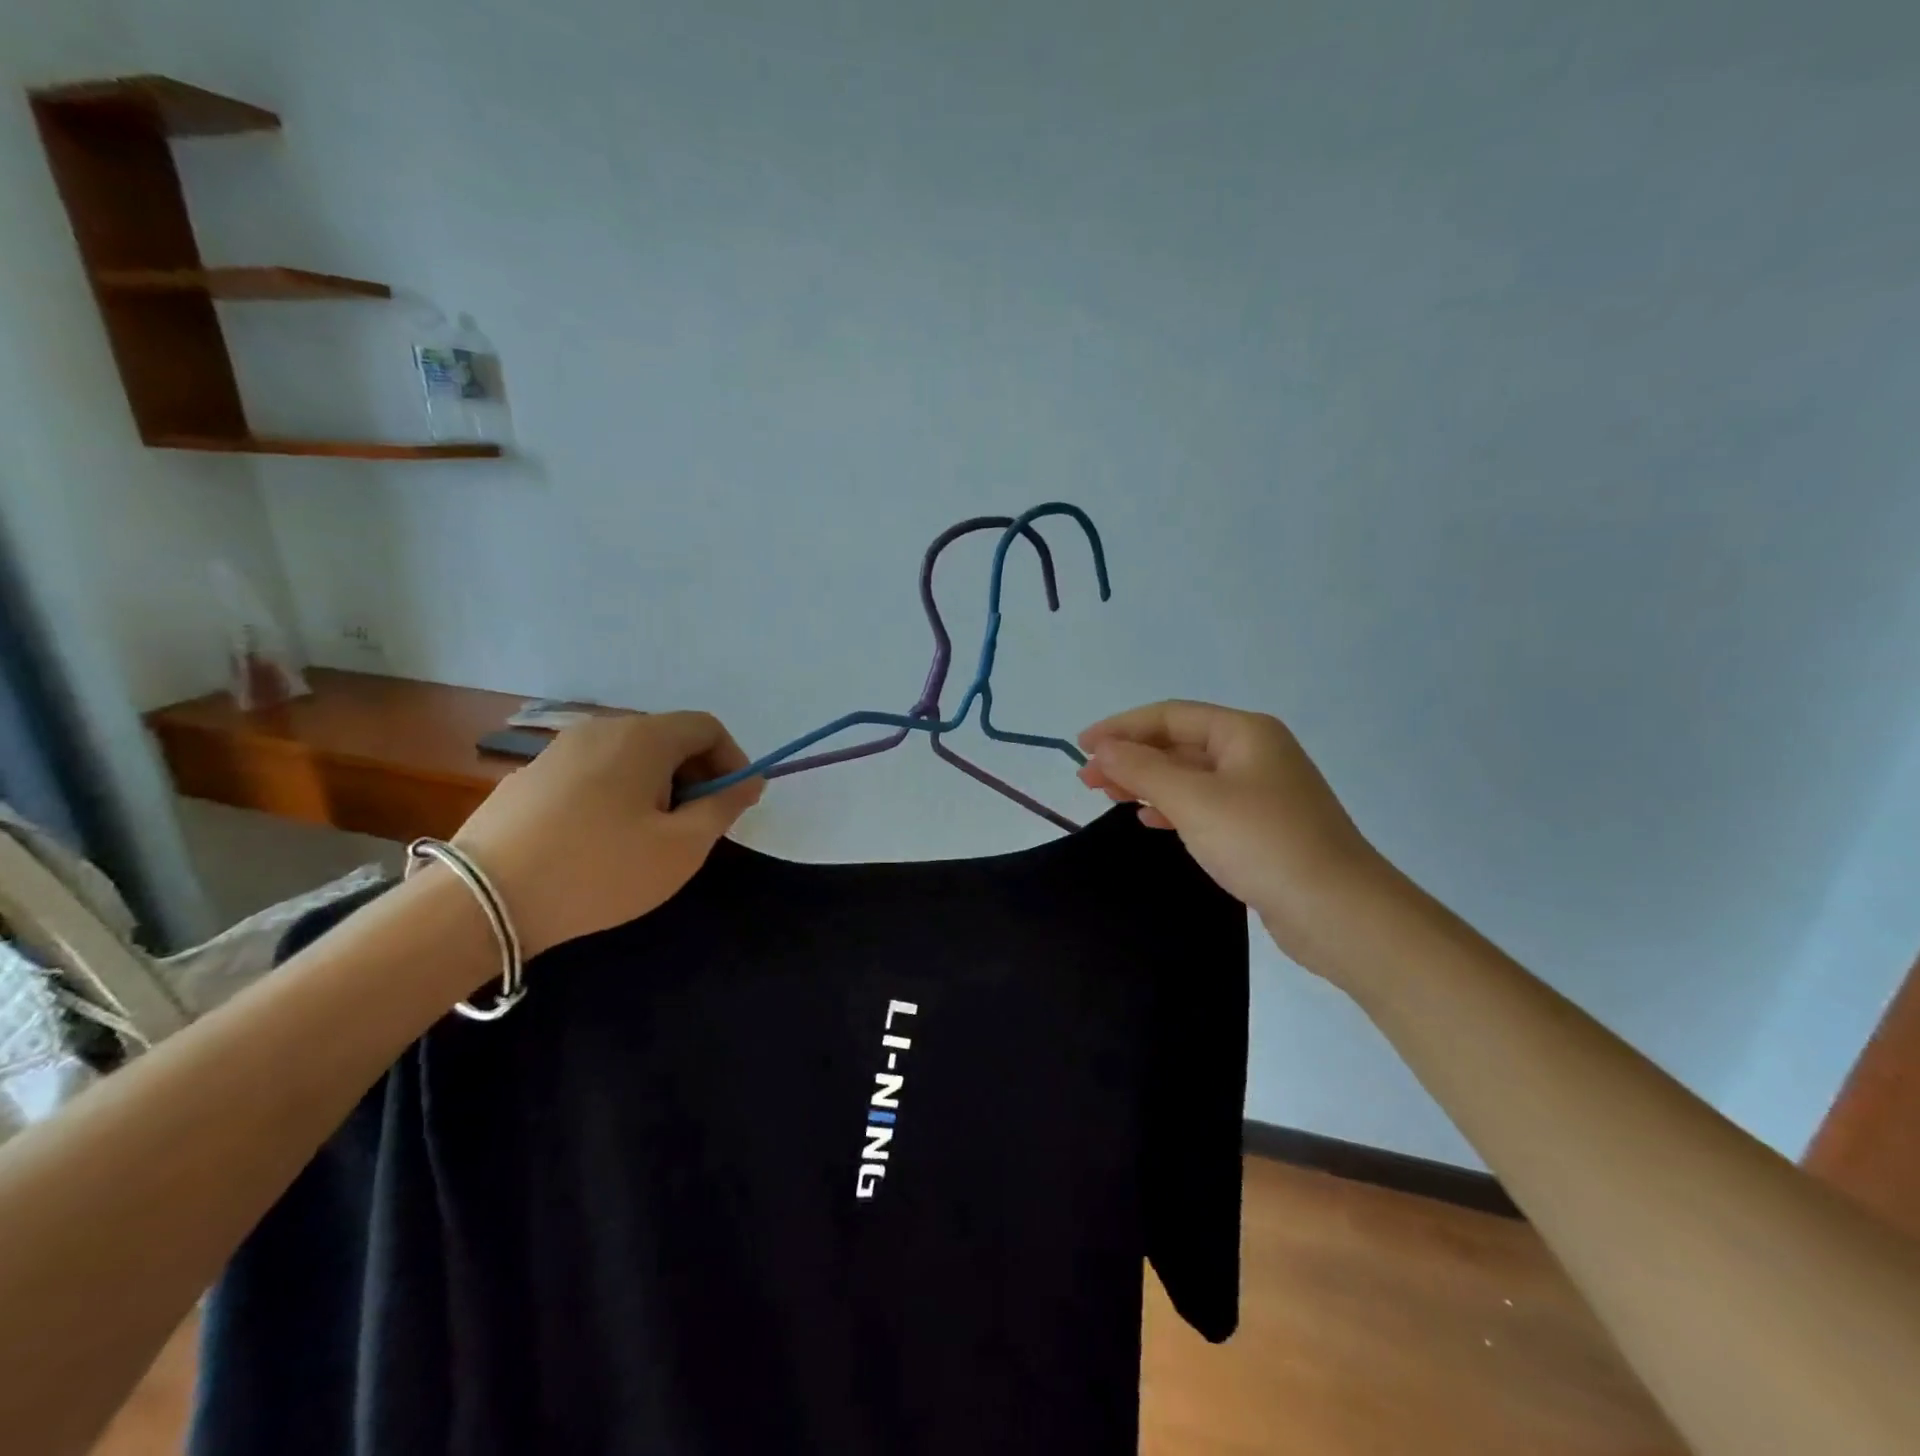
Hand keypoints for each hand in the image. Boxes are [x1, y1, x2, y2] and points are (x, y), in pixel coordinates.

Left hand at [452, 712, 761, 957]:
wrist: (481, 900)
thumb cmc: (599, 871)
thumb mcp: (680, 848)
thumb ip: (722, 808)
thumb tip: (747, 782)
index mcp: (643, 737)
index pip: (707, 727)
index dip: (733, 761)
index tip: (736, 804)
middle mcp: (601, 729)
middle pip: (669, 738)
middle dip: (696, 775)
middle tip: (698, 825)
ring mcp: (560, 750)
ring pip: (630, 756)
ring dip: (658, 785)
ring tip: (652, 835)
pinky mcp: (531, 776)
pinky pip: (595, 772)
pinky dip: (619, 793)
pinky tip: (603, 839)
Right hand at [1078, 701, 1393, 974]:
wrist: (1338, 912)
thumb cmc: (1262, 842)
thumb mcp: (1194, 800)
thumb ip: (1142, 770)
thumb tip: (1103, 748)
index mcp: (1245, 732)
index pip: (1170, 716)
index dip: (1121, 727)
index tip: (1081, 746)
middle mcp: (1255, 753)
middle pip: (1180, 743)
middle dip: (1132, 757)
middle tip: (1088, 779)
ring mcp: (1261, 792)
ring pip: (1191, 776)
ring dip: (1148, 782)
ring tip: (1108, 795)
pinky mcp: (1262, 829)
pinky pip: (1205, 805)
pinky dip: (1173, 807)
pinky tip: (1150, 820)